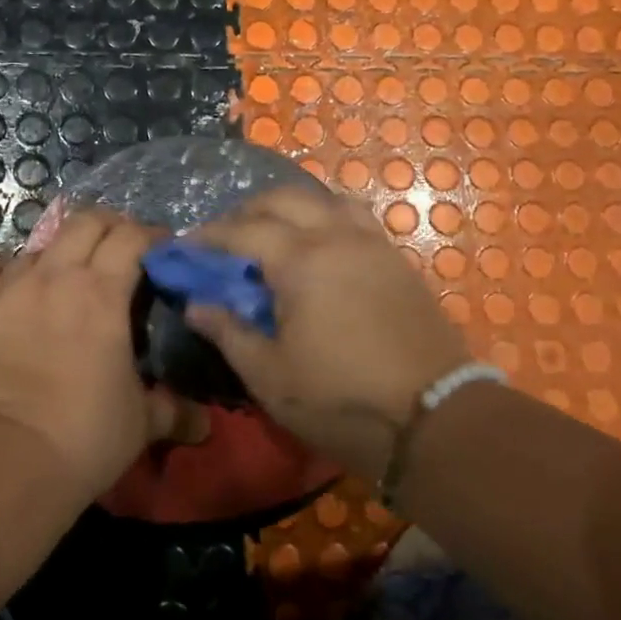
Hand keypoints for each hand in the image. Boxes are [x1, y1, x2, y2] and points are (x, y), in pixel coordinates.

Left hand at [0, 209, 202, 502]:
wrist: (2, 461)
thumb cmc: (82, 436)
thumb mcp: (141, 424)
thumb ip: (174, 411)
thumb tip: (202, 422)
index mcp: (102, 293)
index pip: (131, 238)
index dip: (150, 236)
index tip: (160, 250)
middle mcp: (54, 276)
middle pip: (85, 223)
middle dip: (108, 226)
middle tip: (119, 248)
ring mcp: (5, 288)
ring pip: (35, 246)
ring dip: (56, 253)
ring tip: (63, 277)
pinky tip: (2, 282)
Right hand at [184, 185, 472, 479]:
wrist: (435, 420)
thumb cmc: (341, 400)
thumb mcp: (270, 376)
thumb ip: (229, 332)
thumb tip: (196, 305)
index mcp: (301, 261)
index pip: (243, 230)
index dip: (208, 236)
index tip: (185, 245)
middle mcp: (337, 238)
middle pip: (284, 199)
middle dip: (247, 211)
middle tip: (225, 237)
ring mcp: (373, 245)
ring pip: (325, 200)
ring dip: (291, 207)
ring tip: (274, 234)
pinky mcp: (398, 261)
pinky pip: (355, 218)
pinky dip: (326, 218)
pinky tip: (320, 248)